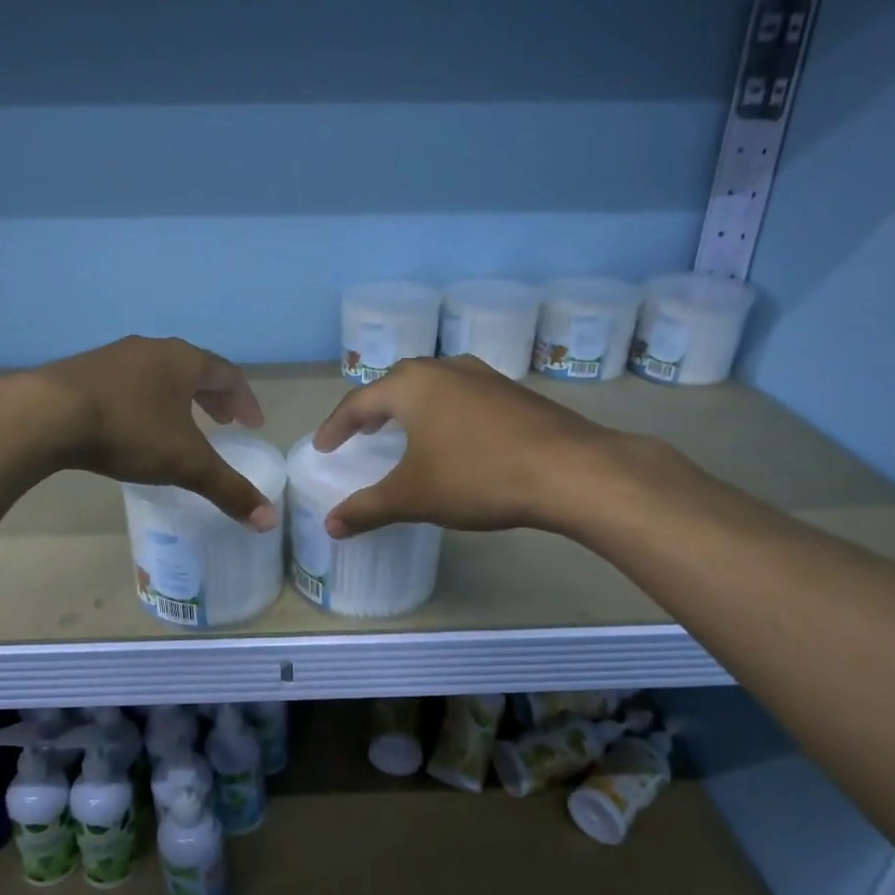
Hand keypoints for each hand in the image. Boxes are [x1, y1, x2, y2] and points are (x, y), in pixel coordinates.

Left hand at [30, 336, 277, 529]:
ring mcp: (115, 355)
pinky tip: (134, 423)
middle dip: (213, 398)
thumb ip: (228, 489)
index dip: (244, 401)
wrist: (46, 415)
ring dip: (178, 396)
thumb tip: (269, 520)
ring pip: (159, 373)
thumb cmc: (128, 430)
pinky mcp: (84, 369)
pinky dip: (146, 399)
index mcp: (184, 361)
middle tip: (224, 423)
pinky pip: (129, 381)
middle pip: (194, 369)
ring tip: (182, 423)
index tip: (251, 424)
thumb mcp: (185, 464)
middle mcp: (153, 349)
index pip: (228, 375)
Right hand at [312, 356, 617, 536]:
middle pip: (395, 385)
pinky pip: (462, 397)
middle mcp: (444, 369)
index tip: (322, 448)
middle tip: (360, 434)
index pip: (358, 402)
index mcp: (411, 385)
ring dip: (410, 408)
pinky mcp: (513, 392)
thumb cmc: (478, 476)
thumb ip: (367, 509)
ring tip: (403, 432)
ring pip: (432, 387)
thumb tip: (330, 526)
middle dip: (373, 410)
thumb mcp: (414, 497)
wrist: (572, 470)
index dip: (336, 427)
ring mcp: (483, 376)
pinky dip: (444, 413)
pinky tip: (453, 438)